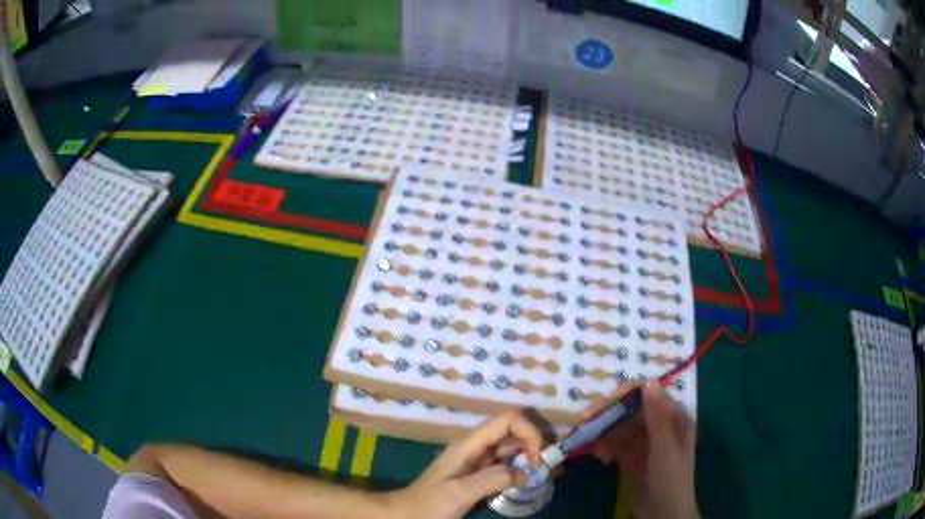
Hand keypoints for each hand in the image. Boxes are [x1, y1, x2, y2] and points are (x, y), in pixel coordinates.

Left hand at [387, 410, 543, 518]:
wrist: (406, 515)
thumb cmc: (428, 503)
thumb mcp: (458, 492)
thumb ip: (491, 479)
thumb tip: (527, 473)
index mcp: (469, 444)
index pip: (507, 420)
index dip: (528, 432)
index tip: (537, 459)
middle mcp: (476, 447)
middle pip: (513, 431)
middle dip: (536, 443)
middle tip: (552, 466)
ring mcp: (478, 461)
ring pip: (512, 448)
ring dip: (532, 456)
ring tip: (551, 473)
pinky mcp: (480, 475)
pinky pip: (507, 465)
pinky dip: (523, 469)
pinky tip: (534, 480)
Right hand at [581, 382, 698, 518]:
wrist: (663, 514)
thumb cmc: (670, 479)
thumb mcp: (664, 448)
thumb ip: (656, 417)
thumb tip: (649, 381)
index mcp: (674, 418)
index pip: (650, 395)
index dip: (627, 394)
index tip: (605, 402)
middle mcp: (661, 426)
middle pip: (632, 411)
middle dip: (610, 415)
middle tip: (585, 419)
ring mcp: (646, 443)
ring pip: (622, 428)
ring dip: (606, 434)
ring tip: (594, 448)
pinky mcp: (634, 458)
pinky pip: (617, 445)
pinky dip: (607, 448)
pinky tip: (600, 458)